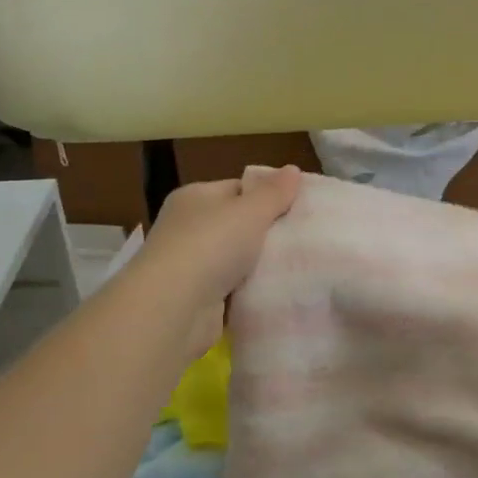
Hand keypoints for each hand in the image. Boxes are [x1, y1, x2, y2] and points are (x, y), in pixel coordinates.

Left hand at [122, 166, 302, 359]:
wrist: (174, 308)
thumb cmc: (211, 245)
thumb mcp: (250, 211)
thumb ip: (274, 192)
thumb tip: (293, 169)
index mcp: (195, 197)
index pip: (237, 188)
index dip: (267, 195)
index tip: (298, 207)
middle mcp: (188, 227)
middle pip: (238, 223)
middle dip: (268, 231)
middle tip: (304, 236)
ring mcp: (191, 264)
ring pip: (238, 258)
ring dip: (261, 263)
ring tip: (299, 263)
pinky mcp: (197, 297)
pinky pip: (234, 287)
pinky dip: (251, 289)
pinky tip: (277, 289)